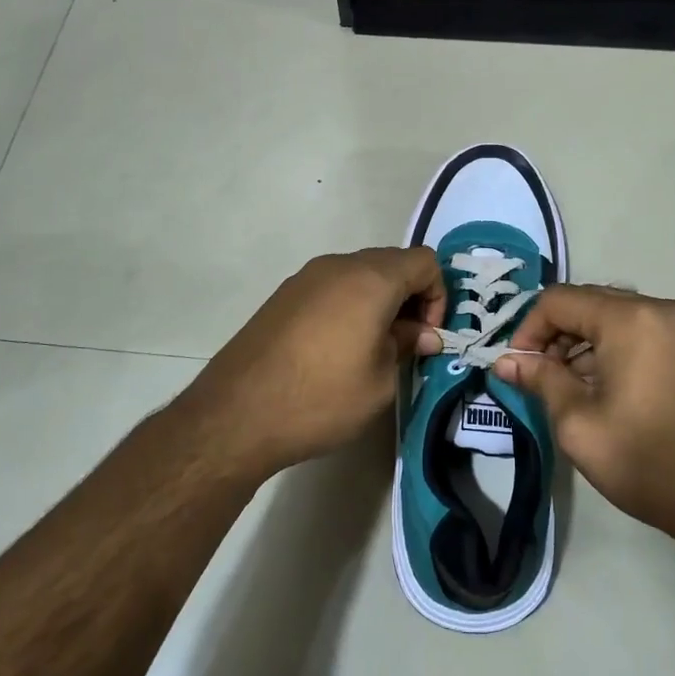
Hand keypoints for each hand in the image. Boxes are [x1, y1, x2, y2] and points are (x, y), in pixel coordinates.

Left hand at [179, 247, 446, 476]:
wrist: (237, 414)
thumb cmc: (322, 398)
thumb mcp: (380, 380)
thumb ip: (406, 345)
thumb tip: (421, 333)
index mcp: (371, 279)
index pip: (424, 261)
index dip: (437, 295)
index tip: (426, 336)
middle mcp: (338, 266)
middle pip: (392, 263)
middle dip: (409, 297)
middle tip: (406, 342)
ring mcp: (305, 277)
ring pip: (359, 274)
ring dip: (378, 301)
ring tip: (372, 347)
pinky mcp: (283, 296)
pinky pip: (331, 287)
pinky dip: (348, 306)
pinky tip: (336, 348)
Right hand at [494, 285, 674, 535]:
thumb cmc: (649, 463)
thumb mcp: (579, 425)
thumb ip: (540, 381)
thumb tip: (505, 361)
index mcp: (630, 319)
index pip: (559, 300)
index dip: (529, 329)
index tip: (518, 367)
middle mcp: (661, 308)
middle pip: (590, 302)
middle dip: (557, 335)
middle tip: (542, 378)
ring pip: (618, 316)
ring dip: (586, 342)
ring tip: (574, 388)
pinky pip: (645, 330)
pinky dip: (617, 348)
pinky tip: (610, 388)